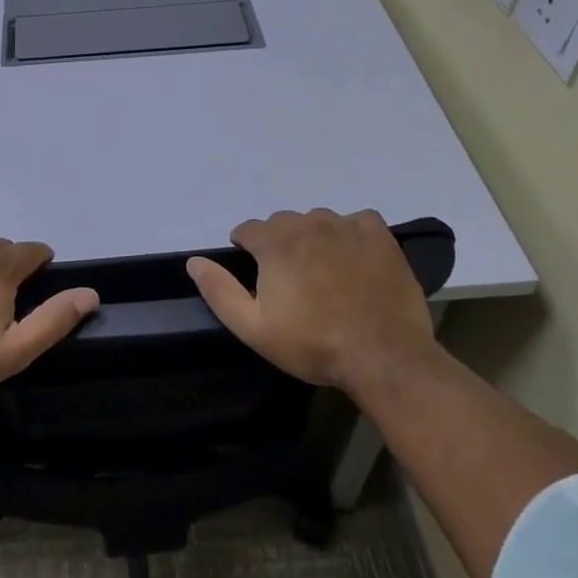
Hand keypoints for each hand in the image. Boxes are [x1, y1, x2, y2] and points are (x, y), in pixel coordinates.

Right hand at [186, 209, 439, 399]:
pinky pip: (356, 220)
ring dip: (312, 237)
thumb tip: (195, 261)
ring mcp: (347, 227)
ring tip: (322, 270)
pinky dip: (349, 232)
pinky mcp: (380, 236)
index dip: (245, 249)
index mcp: (275, 243)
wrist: (383, 357)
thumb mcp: (253, 328)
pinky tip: (353, 257)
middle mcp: (309, 224)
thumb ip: (219, 291)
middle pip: (282, 222)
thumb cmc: (312, 345)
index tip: (255, 273)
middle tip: (289, 279)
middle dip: (278, 243)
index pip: (248, 229)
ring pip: (318, 220)